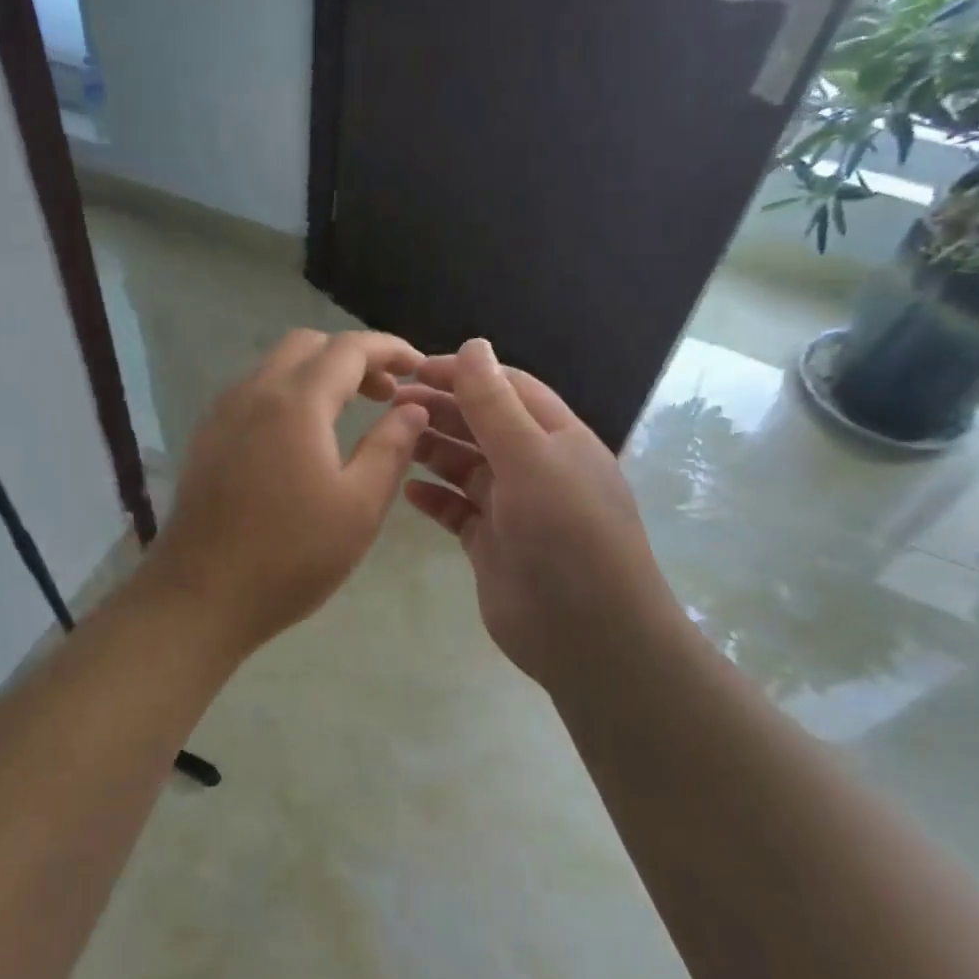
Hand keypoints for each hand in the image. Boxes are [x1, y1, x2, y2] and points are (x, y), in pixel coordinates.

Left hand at [142, 329, 427, 652]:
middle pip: (308, 346)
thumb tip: (412, 408)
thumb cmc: (291, 555)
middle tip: (386, 393)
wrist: (200, 596)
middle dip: (353, 357)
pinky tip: (304, 438)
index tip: (418, 365)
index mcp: (296, 401)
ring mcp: (222, 414)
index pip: (349, 348)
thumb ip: (391, 447)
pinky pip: (254, 394)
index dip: (389, 349)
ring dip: (319, 375)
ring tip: (351, 413)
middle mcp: (253, 392)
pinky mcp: (207, 439)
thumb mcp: (359, 505)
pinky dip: (289, 394)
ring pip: (276, 367)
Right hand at [394, 339, 681, 688]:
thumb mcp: (531, 459)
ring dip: (433, 450)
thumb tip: (473, 345)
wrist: (587, 634)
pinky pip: (457, 511)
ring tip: (392, 440)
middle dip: (441, 409)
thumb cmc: (566, 535)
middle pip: (482, 425)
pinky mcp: (492, 544)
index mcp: (556, 437)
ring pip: (465, 466)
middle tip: (391, 403)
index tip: (414, 369)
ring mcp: (513, 508)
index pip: (507, 388)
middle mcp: (535, 467)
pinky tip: (406, 491)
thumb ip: (496, 405)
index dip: (464, 373)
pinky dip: (433, 499)